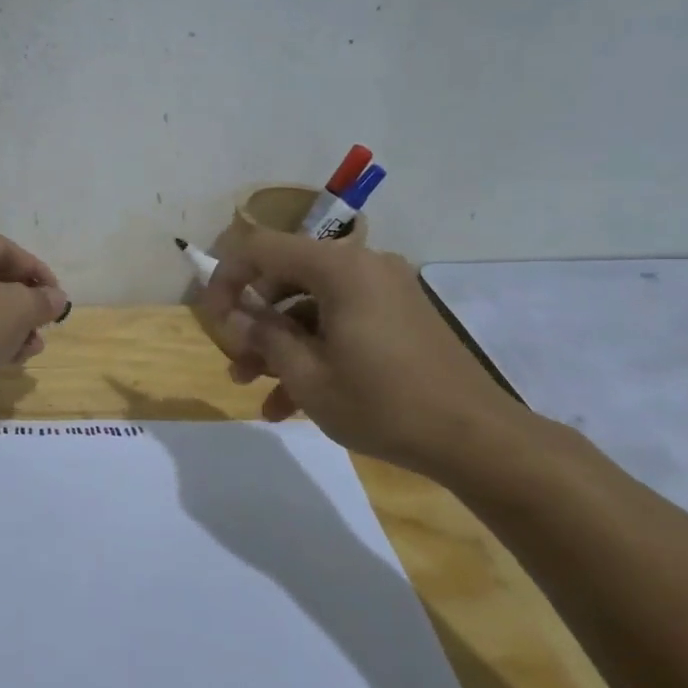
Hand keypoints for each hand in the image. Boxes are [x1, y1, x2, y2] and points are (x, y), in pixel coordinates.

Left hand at [0, 222, 69, 396]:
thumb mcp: (16, 311)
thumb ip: (42, 300)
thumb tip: (56, 298)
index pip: (5, 249)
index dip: (38, 274)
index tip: (59, 298)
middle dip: (22, 304)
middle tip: (45, 325)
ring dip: (7, 324)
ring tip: (31, 348)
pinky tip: (7, 357)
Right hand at [200, 231, 535, 479]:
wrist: (475, 438)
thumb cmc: (382, 403)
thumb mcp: (307, 375)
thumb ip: (263, 337)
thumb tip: (234, 317)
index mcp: (339, 268)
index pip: (261, 249)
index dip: (226, 278)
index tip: (213, 319)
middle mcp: (362, 266)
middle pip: (286, 277)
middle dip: (254, 321)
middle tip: (236, 361)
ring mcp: (385, 291)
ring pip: (312, 305)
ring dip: (280, 343)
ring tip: (256, 389)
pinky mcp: (399, 316)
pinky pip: (341, 321)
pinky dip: (315, 349)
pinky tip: (292, 401)